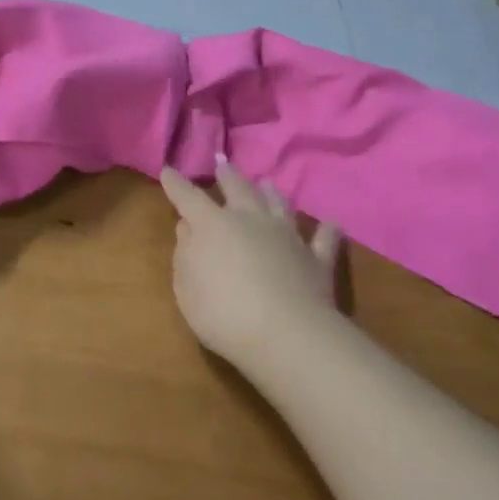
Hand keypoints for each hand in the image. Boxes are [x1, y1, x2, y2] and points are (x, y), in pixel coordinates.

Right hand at [160, 158, 342, 373]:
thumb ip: (185, 255)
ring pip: (279, 205)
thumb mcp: (187, 289)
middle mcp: (251, 221)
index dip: (176, 184)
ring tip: (267, 183)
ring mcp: (287, 236)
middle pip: (239, 190)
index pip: (189, 198)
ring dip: (271, 193)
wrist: (285, 334)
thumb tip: (188, 229)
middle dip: (228, 177)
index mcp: (213, 226)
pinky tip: (331, 223)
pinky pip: (323, 238)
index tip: (168, 170)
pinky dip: (326, 230)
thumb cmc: (223, 313)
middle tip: (223, 165)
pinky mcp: (316, 258)